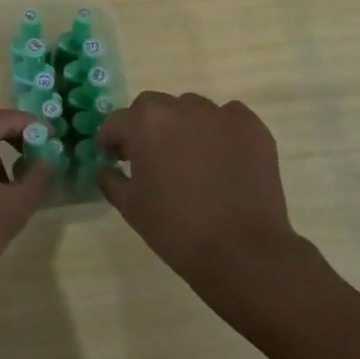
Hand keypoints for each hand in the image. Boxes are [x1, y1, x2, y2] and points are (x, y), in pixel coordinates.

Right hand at [98, 92, 302, 293]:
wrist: (242, 251)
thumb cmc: (176, 228)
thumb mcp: (130, 207)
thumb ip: (111, 179)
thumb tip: (107, 168)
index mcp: (146, 122)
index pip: (118, 121)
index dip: (111, 140)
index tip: (113, 158)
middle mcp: (182, 107)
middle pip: (154, 107)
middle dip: (146, 127)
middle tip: (151, 156)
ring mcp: (221, 115)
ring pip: (192, 109)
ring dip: (183, 126)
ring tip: (190, 158)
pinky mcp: (252, 128)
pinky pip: (228, 118)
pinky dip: (220, 131)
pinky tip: (223, 158)